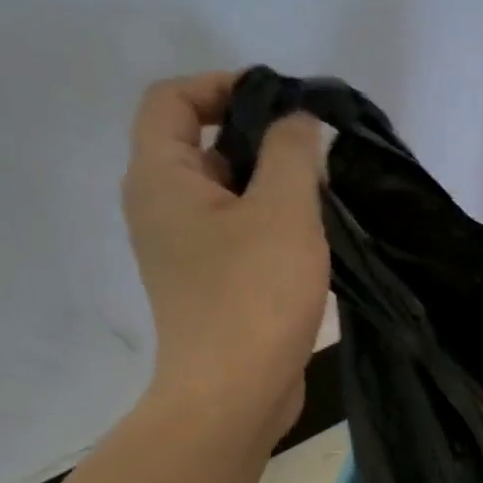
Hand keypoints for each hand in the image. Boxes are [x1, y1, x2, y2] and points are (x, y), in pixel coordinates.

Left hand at [121, 72, 328, 437]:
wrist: (234, 397)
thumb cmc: (253, 297)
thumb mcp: (284, 211)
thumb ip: (292, 152)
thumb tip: (297, 122)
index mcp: (160, 179)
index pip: (172, 99)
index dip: (222, 85)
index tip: (279, 102)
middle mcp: (160, 210)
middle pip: (201, 147)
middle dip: (257, 139)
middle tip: (313, 154)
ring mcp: (183, 254)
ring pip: (226, 198)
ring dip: (271, 189)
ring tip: (322, 199)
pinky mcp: (210, 289)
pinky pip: (237, 237)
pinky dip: (271, 228)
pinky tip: (313, 244)